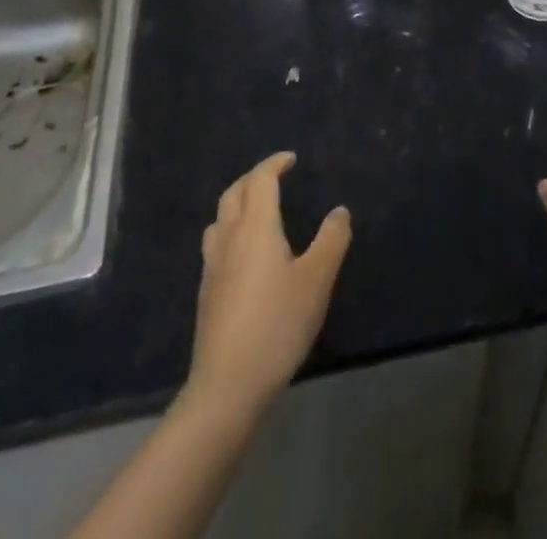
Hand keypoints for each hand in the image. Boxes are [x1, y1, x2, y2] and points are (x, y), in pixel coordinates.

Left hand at [187, 152, 351, 416]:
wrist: (227, 386)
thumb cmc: (277, 324)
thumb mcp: (316, 280)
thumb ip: (331, 240)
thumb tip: (339, 210)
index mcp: (255, 227)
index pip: (260, 180)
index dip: (274, 164)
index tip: (291, 159)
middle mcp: (229, 238)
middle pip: (234, 193)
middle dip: (253, 178)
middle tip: (275, 178)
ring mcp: (212, 267)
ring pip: (220, 218)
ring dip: (238, 204)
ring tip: (258, 210)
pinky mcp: (206, 293)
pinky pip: (217, 244)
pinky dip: (231, 231)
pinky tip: (245, 254)